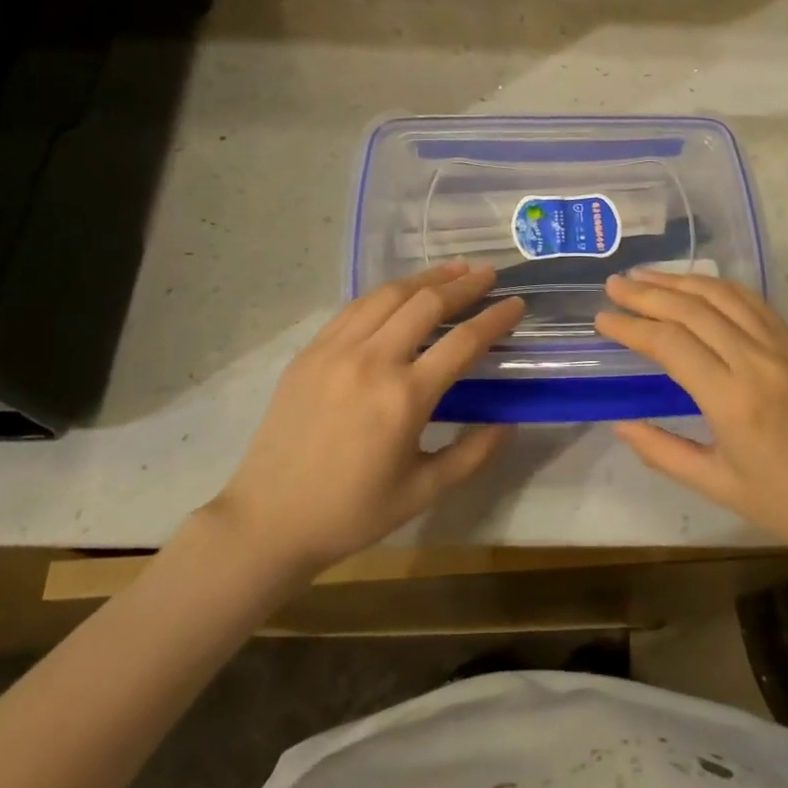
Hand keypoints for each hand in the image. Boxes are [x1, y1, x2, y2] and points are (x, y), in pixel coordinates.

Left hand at [212, 262, 523, 574]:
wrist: (269, 519)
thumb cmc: (352, 511)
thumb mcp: (423, 492)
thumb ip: (472, 455)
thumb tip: (508, 423)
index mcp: (404, 398)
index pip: (463, 342)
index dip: (495, 319)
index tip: (517, 303)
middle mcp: (372, 361)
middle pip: (426, 305)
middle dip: (464, 284)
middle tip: (489, 274)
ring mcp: (336, 350)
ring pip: (388, 295)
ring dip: (426, 278)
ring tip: (453, 268)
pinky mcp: (311, 351)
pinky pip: (355, 307)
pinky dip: (386, 292)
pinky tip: (401, 291)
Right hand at [594, 270, 787, 567]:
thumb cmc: (786, 503)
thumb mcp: (716, 485)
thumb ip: (662, 451)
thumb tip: (619, 423)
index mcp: (733, 400)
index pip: (671, 343)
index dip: (632, 327)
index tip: (602, 318)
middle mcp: (757, 361)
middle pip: (693, 309)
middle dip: (647, 293)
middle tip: (613, 285)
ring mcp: (781, 348)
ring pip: (723, 296)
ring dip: (680, 281)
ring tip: (644, 275)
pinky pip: (752, 302)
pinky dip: (717, 287)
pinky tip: (695, 285)